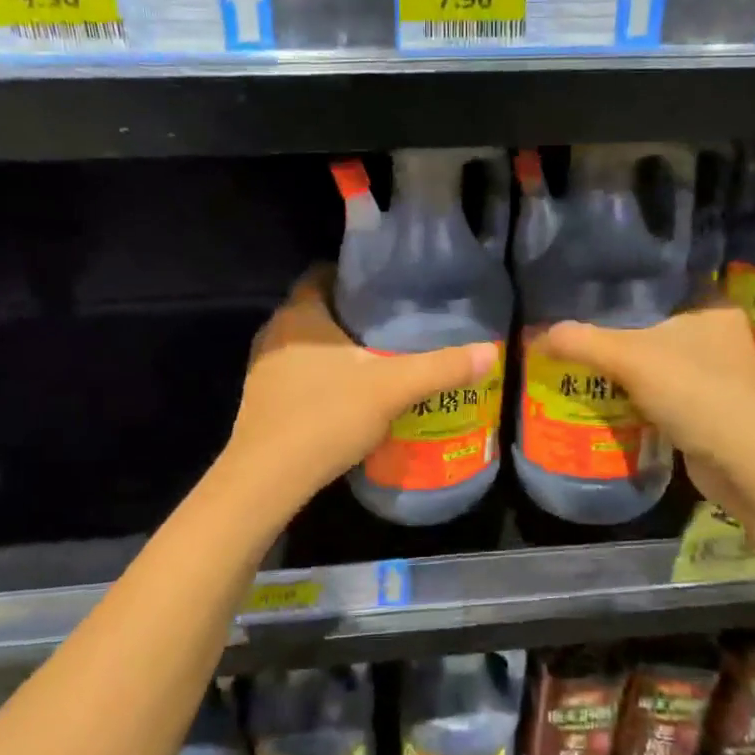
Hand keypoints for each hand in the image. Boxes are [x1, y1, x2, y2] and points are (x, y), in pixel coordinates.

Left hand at [226, 269, 499, 501]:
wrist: (267, 480)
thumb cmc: (326, 417)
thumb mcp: (392, 388)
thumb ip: (441, 368)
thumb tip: (491, 351)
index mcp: (300, 315)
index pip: (322, 274)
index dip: (354, 276)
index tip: (388, 287)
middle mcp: (275, 333)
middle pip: (317, 309)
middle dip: (353, 314)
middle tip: (395, 322)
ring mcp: (264, 369)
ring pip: (308, 345)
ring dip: (338, 348)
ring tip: (379, 356)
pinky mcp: (263, 400)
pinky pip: (299, 373)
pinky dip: (324, 376)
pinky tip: (351, 394)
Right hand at [532, 297, 754, 508]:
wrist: (745, 464)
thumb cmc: (696, 393)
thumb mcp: (631, 359)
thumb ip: (582, 342)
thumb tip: (536, 335)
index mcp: (710, 304)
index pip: (656, 283)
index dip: (617, 286)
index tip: (580, 291)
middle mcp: (716, 332)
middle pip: (651, 322)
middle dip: (613, 330)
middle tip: (571, 327)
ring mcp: (714, 371)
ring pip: (654, 358)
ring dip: (622, 365)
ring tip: (577, 358)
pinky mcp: (706, 403)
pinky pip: (660, 388)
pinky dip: (634, 392)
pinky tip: (603, 393)